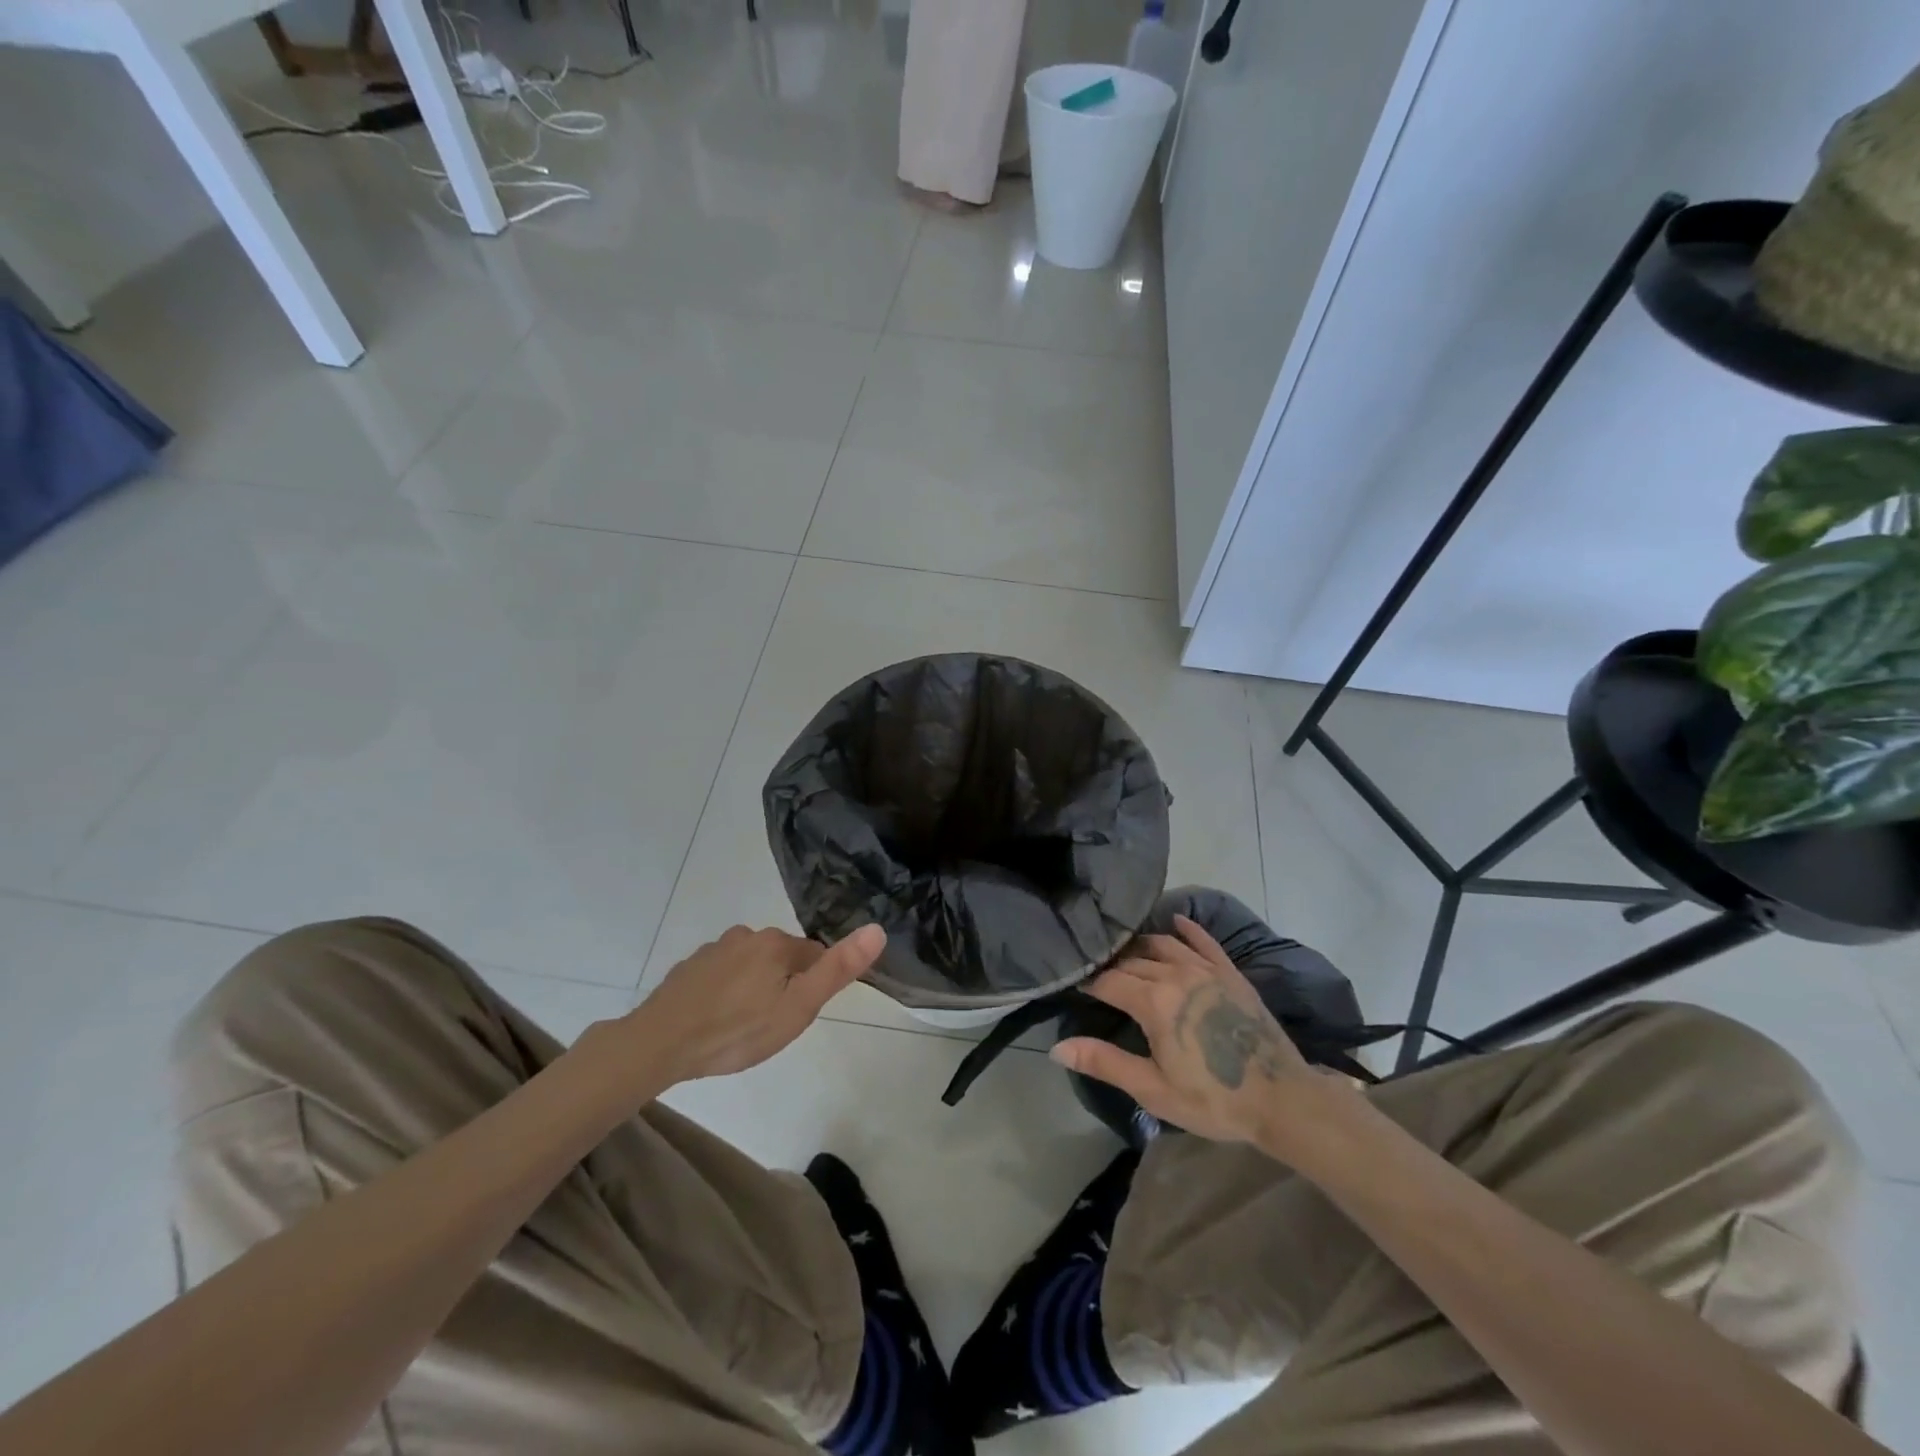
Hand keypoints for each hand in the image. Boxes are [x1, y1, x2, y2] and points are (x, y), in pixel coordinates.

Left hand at [625, 924, 885, 1083]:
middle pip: (781, 959)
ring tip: (742, 1027)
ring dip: (753, 988)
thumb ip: (837, 969)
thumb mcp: (798, 1008)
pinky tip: (716, 1020)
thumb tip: (877, 928)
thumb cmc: (738, 1030)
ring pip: (750, 966)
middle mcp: (747, 936)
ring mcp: (714, 949)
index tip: (800, 1015)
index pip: (814, 955)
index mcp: (777, 944)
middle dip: (783, 986)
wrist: (660, 1044)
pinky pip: (721, 975)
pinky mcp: (689, 967)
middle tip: (772, 1026)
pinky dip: (725, 992)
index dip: (813, 986)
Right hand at [1051, 915, 1330, 1145]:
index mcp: (1154, 1001)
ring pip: (1162, 945)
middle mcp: (1176, 973)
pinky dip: (1187, 928)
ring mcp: (1206, 969)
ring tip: (1125, 953)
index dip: (1087, 981)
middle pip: (1132, 961)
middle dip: (1110, 965)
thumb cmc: (1213, 1099)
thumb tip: (1057, 1048)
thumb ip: (1104, 1062)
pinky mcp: (1229, 972)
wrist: (1282, 1099)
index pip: (1108, 980)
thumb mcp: (1153, 1089)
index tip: (1073, 983)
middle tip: (1095, 972)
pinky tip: (1175, 920)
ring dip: (1140, 947)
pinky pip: (1203, 941)